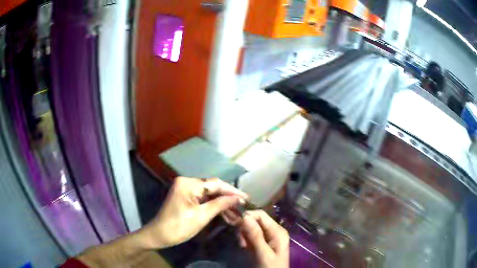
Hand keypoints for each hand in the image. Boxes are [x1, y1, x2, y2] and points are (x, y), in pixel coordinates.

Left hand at [140, 177, 247, 248]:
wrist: (159, 235)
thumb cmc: (179, 226)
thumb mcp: (202, 216)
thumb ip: (220, 204)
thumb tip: (238, 198)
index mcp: (188, 183)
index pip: (215, 184)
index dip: (232, 191)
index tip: (246, 197)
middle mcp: (186, 181)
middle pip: (212, 187)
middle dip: (227, 196)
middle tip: (243, 204)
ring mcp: (184, 188)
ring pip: (208, 193)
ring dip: (221, 201)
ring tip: (236, 208)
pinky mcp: (184, 196)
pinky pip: (202, 197)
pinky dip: (212, 204)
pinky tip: (223, 210)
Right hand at [237, 210, 288, 267]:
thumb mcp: (263, 253)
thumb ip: (255, 235)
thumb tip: (244, 216)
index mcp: (277, 231)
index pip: (260, 215)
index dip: (247, 215)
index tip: (233, 223)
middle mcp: (273, 230)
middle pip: (255, 220)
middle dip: (244, 227)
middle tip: (240, 240)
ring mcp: (267, 237)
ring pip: (250, 228)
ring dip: (243, 234)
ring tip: (243, 246)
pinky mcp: (261, 243)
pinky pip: (249, 235)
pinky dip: (244, 239)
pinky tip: (244, 247)